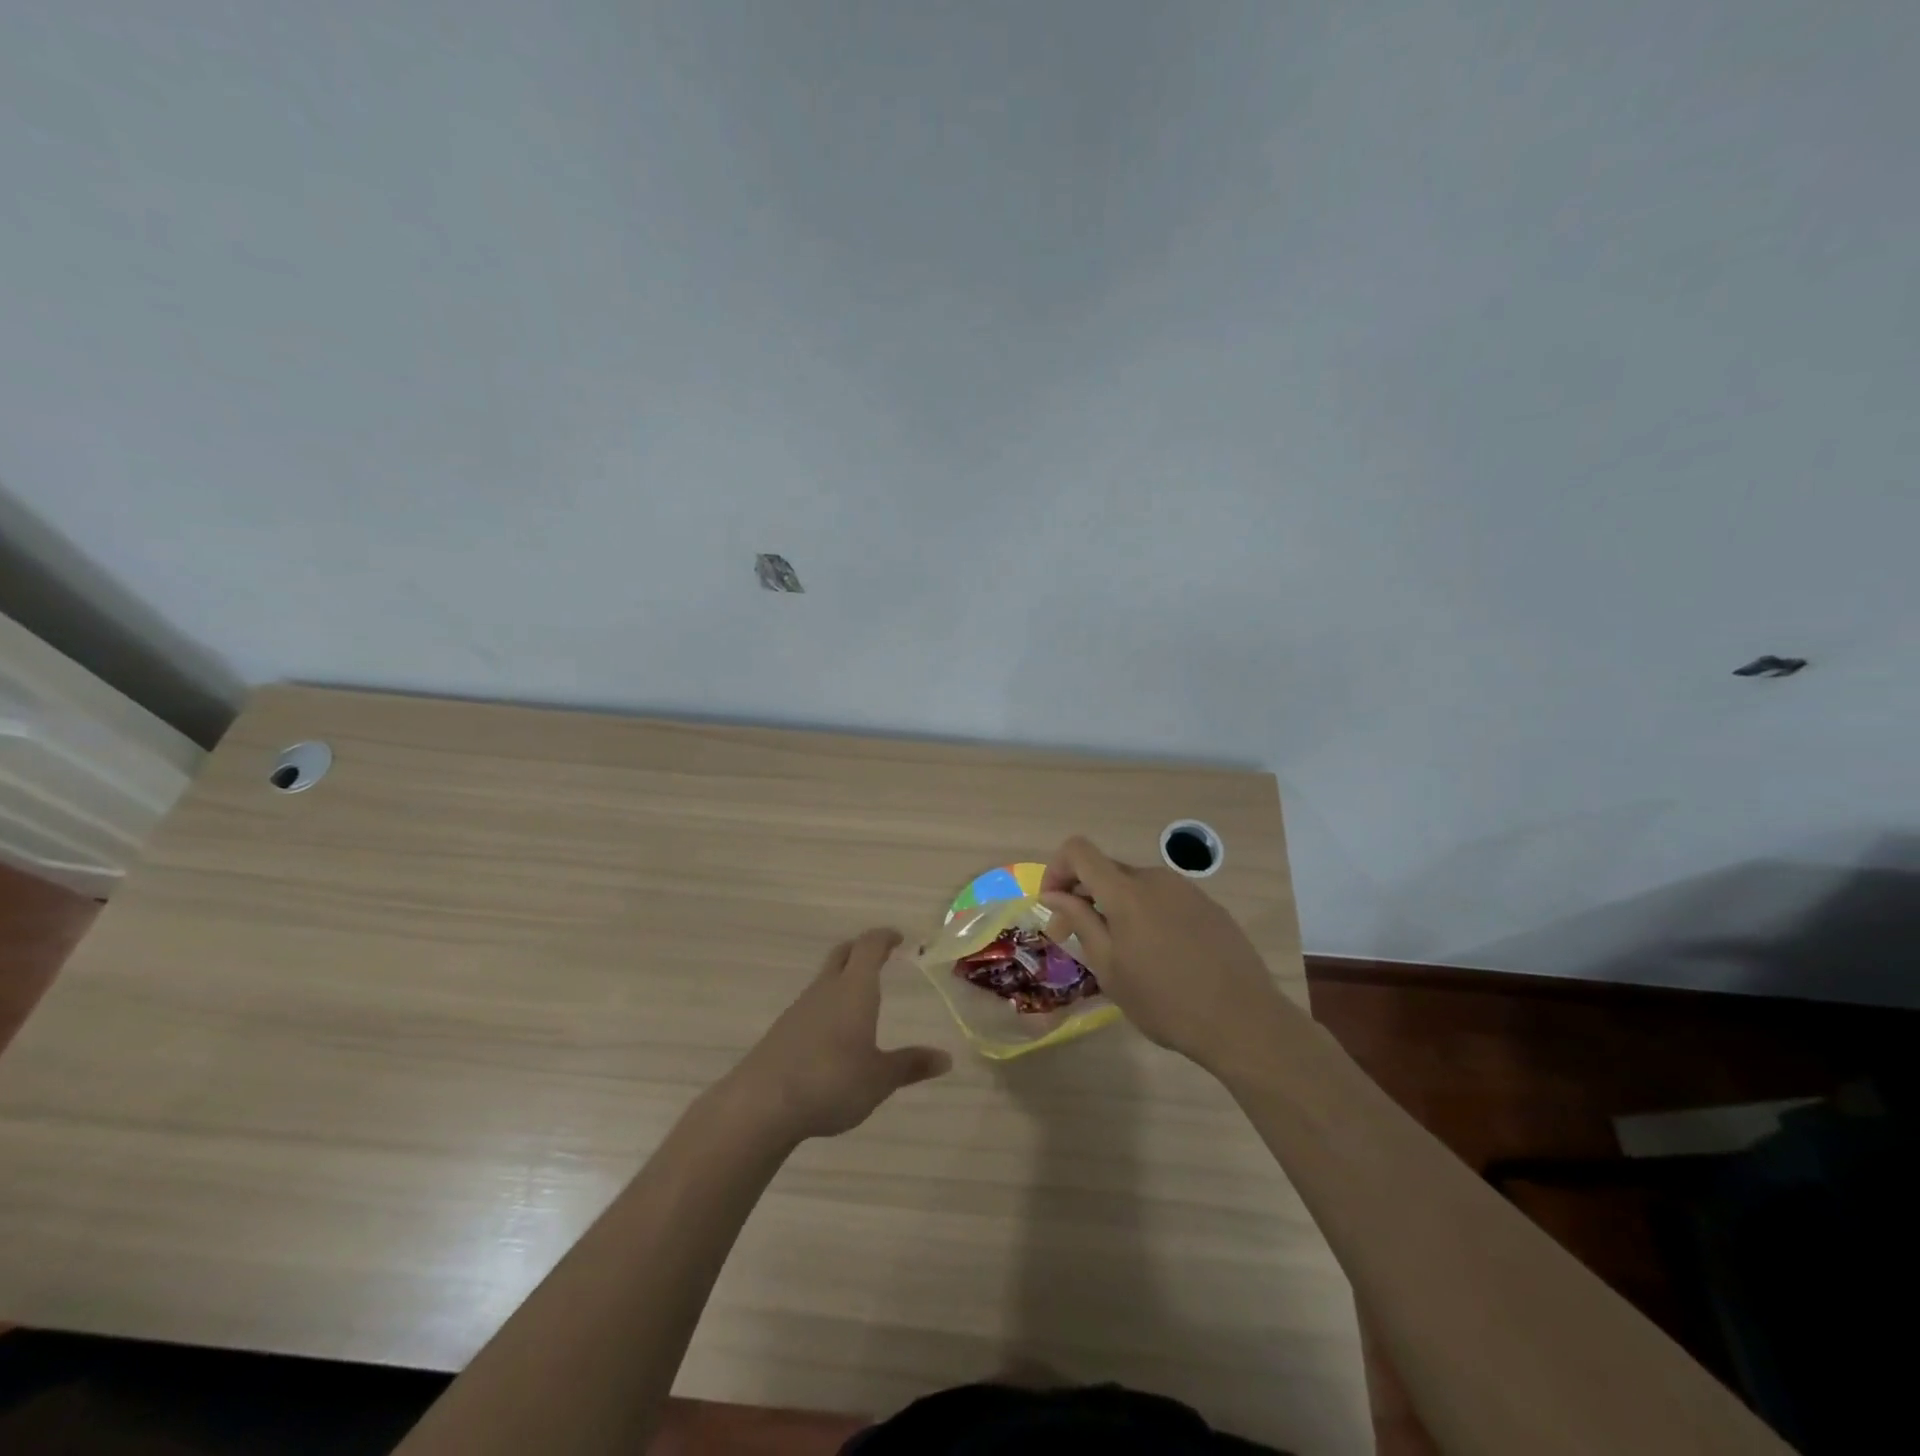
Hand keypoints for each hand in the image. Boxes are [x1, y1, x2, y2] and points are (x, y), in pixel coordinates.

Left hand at [730, 929, 951, 1140]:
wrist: (762, 1103)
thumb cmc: (831, 1081)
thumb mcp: (879, 1078)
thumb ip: (911, 1065)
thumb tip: (946, 1058)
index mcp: (854, 989)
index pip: (869, 947)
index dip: (884, 938)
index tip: (898, 938)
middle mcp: (826, 989)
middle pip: (843, 955)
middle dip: (861, 950)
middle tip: (880, 955)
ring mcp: (800, 1009)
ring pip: (825, 980)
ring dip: (843, 978)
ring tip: (860, 997)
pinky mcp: (783, 1031)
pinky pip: (812, 1005)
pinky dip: (828, 1005)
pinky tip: (834, 1033)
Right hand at [1040, 836, 1296, 1072]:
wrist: (1243, 1021)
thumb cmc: (1164, 1001)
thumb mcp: (1110, 967)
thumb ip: (1080, 921)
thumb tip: (1054, 894)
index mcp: (1126, 891)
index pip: (1078, 851)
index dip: (1057, 869)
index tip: (1054, 904)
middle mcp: (1156, 879)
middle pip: (1107, 870)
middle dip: (1085, 895)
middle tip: (1080, 938)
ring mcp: (1187, 890)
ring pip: (1137, 886)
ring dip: (1118, 907)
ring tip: (1125, 952)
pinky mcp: (1210, 906)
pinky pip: (1165, 899)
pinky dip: (1149, 915)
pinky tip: (1162, 956)